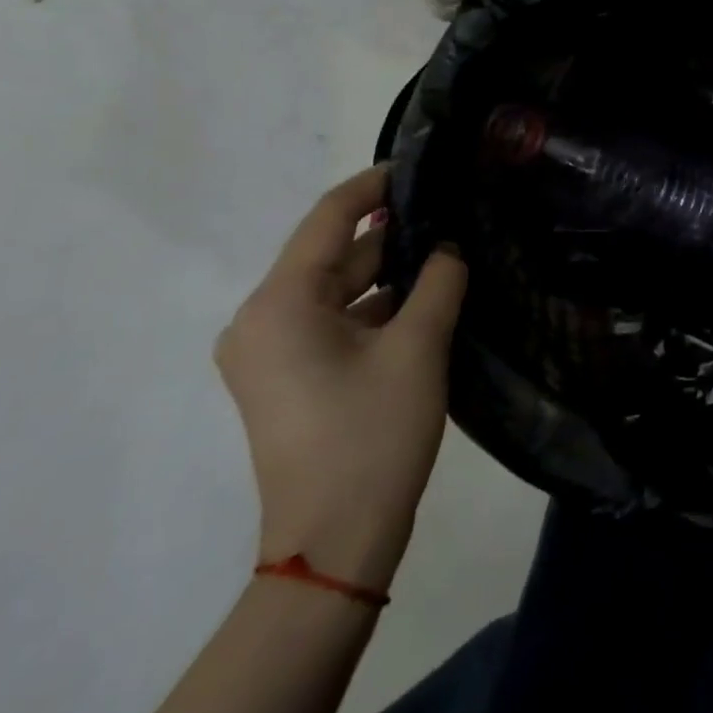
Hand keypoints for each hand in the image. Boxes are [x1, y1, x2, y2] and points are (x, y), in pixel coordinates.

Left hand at [216, 165, 467, 593]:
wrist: (334, 545)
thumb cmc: (372, 436)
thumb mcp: (418, 348)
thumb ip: (439, 282)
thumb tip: (450, 247)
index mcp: (280, 303)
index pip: (328, 218)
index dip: (374, 187)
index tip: (419, 167)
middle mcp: (261, 319)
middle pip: (331, 256)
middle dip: (390, 235)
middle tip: (449, 213)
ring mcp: (270, 353)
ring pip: (335, 292)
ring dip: (386, 275)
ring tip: (447, 252)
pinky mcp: (287, 379)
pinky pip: (333, 324)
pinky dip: (373, 309)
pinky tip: (424, 302)